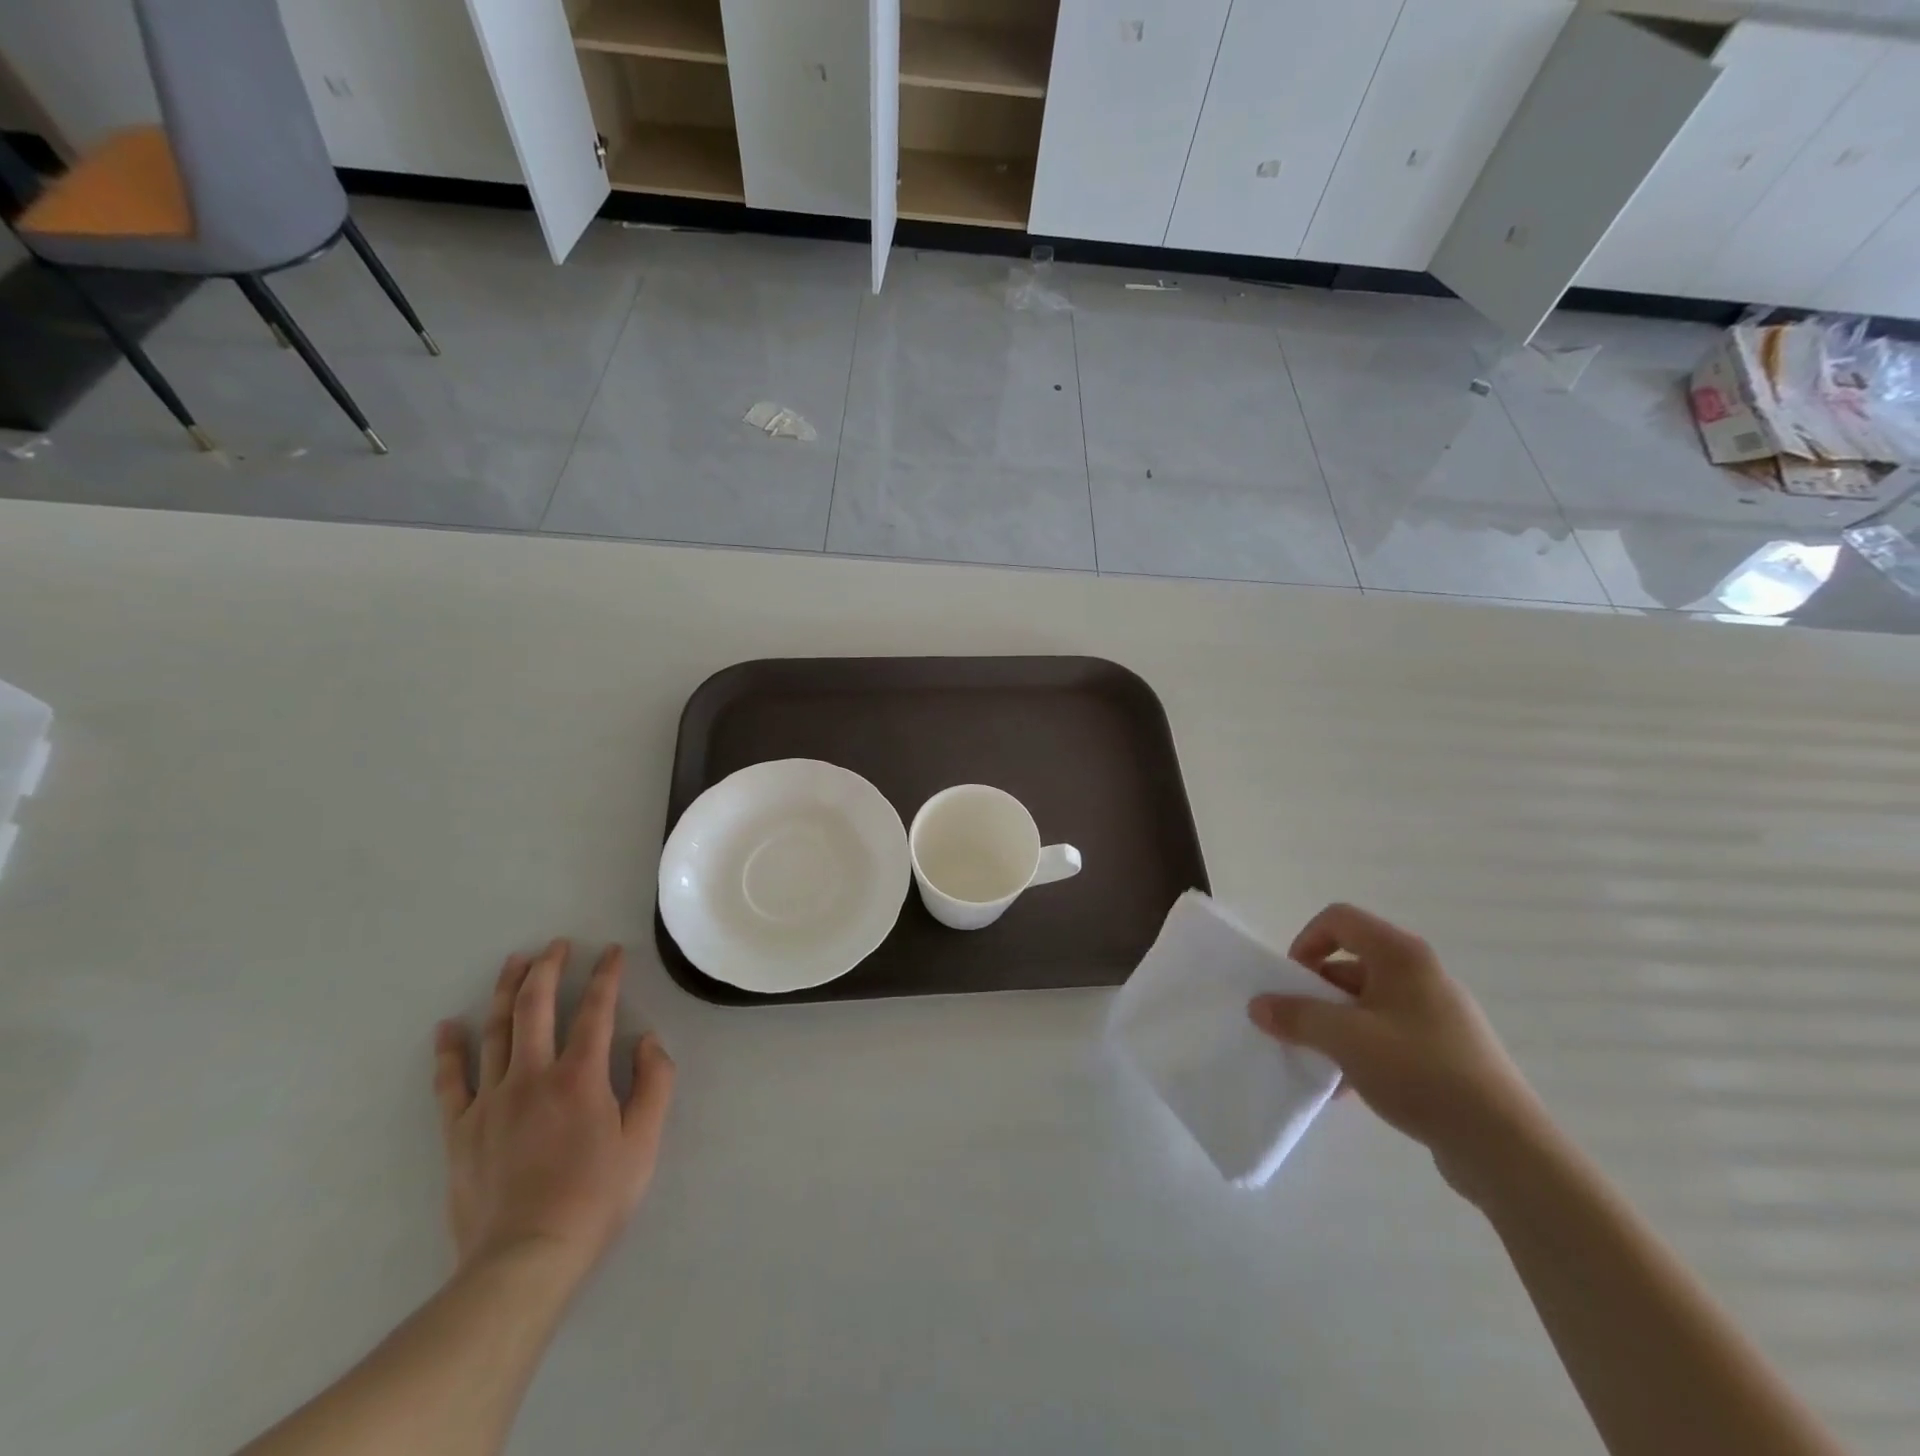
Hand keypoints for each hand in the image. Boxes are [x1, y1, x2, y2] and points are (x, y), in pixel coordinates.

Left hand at [434, 940, 675, 1286]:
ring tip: (514, 961)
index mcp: (580, 1076)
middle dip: (549, 967)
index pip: (596, 1009)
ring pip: (496, 1031)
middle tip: (557, 944)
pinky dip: (449, 1050)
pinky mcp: (460, 1129)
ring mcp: (490, 1100)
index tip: (612, 952)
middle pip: (536, 1006)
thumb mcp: (644, 1141)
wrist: (524, 1260)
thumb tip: (648, 1040)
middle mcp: (533, 1075)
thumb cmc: (595, 1198)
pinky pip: (451, 1081)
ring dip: (507, 990)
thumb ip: (655, 1083)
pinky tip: (449, 1026)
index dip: (607, 975)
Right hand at [1248, 903, 1544, 1200]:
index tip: (1291, 983)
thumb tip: (1258, 1005)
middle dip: (1315, 993)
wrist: (1504, 1146)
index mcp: (1401, 955)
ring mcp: (1436, 1012)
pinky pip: (1387, 1033)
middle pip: (1350, 962)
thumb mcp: (1346, 1040)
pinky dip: (1361, 1050)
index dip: (1305, 942)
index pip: (1338, 919)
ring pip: (1366, 1003)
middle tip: (1298, 1026)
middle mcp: (1420, 973)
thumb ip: (1296, 1016)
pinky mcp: (1445, 1049)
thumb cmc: (1420, 1072)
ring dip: (1334, 1026)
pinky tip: (1348, 1089)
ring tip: (1321, 1063)